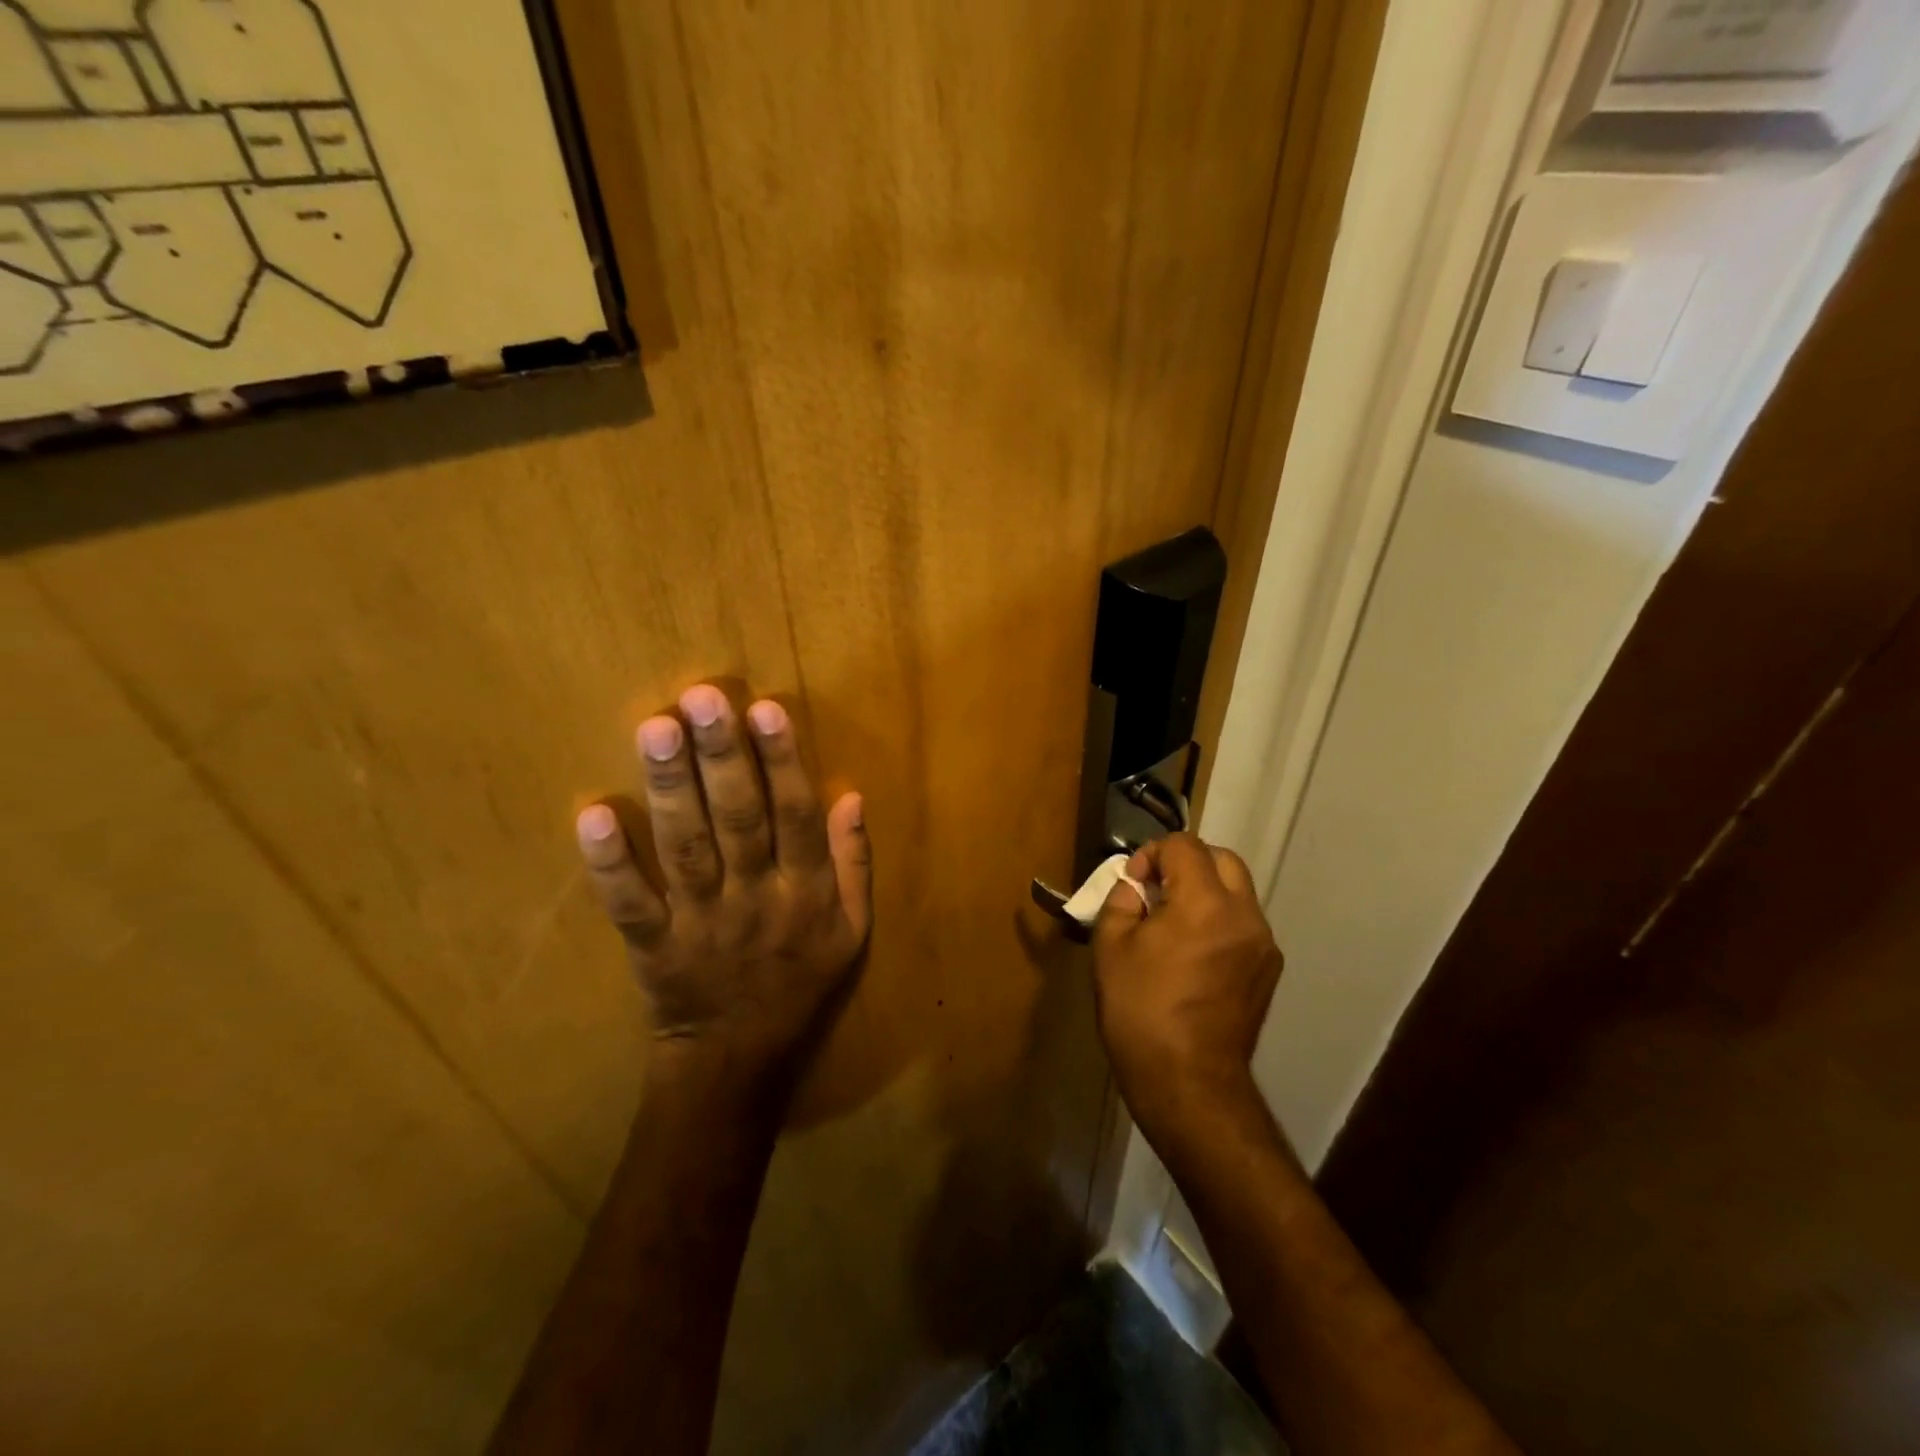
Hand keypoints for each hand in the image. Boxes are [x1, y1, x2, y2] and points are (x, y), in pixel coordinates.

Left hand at [575, 685, 872, 1094]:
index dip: (783, 763)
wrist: (738, 1059)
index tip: (764, 710)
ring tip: (656, 730)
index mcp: (806, 893)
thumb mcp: (852, 930)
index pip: (797, 817)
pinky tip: (593, 817)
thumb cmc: (800, 982)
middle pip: (740, 821)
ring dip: (671, 790)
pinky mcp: (652, 946)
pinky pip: (630, 904)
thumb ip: (855, 863)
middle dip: (722, 758)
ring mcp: (701, 923)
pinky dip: (611, 864)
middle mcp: (756, 900)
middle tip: (701, 699)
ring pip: (687, 849)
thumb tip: (851, 796)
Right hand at [1091, 833, 1281, 1146]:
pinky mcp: (1269, 970)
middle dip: (1186, 863)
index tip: (1134, 884)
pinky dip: (1219, 919)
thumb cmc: (1140, 1011)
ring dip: (1205, 891)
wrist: (1188, 1082)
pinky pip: (1244, 923)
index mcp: (1204, 903)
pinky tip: (1194, 953)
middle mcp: (1244, 914)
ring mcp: (1263, 944)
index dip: (1152, 853)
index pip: (1184, 845)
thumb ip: (1122, 900)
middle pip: (1222, 859)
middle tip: (1157, 891)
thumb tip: (1137, 886)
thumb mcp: (1110, 947)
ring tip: (1174, 923)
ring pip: (1237, 891)